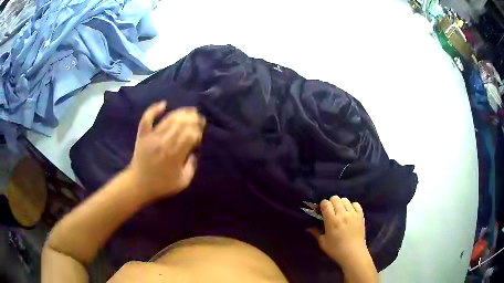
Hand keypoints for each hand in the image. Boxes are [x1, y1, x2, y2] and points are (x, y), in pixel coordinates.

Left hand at [126, 101, 204, 199]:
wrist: (139, 184)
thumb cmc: (161, 185)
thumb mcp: (182, 182)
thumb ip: (191, 168)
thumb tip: (194, 153)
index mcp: (176, 155)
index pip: (190, 135)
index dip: (197, 131)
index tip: (200, 132)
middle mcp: (165, 143)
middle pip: (181, 124)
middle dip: (192, 119)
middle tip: (198, 118)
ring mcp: (152, 137)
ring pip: (168, 119)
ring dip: (180, 112)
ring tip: (189, 110)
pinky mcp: (143, 135)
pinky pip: (147, 119)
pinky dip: (154, 109)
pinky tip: (164, 104)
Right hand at [309, 196, 368, 268]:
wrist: (353, 253)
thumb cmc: (336, 249)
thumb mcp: (322, 242)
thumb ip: (315, 232)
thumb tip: (308, 226)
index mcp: (332, 221)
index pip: (326, 203)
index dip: (322, 205)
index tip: (321, 211)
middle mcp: (343, 214)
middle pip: (335, 198)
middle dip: (331, 202)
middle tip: (330, 211)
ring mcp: (353, 214)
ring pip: (345, 199)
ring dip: (341, 203)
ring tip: (340, 211)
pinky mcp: (360, 215)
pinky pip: (356, 204)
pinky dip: (351, 206)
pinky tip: (349, 212)